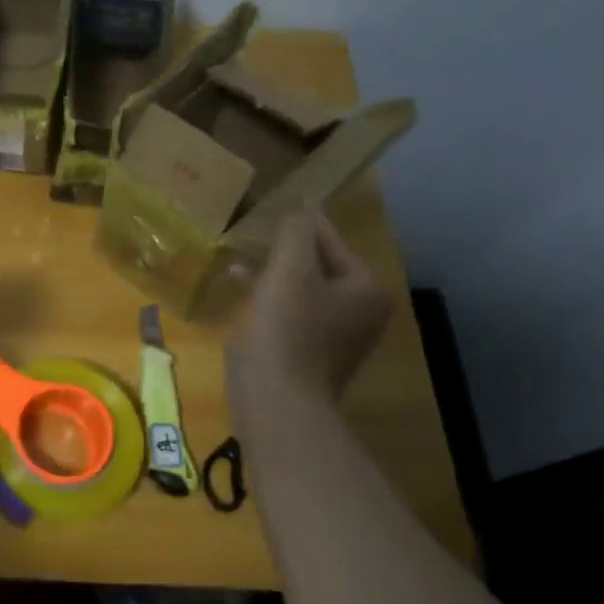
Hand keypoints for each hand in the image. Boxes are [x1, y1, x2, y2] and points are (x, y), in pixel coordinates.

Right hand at [225, 208, 389, 408]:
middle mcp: (360, 313)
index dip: (306, 223)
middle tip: (257, 235)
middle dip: (286, 253)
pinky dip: (270, 304)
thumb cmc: (288, 329)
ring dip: (272, 278)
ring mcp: (337, 339)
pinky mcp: (310, 357)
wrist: (279, 399)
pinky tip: (243, 299)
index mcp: (365, 289)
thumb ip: (296, 234)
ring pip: (302, 294)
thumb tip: (299, 212)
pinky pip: (291, 317)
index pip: (332, 243)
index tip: (289, 204)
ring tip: (238, 266)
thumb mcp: (290, 270)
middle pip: (319, 269)